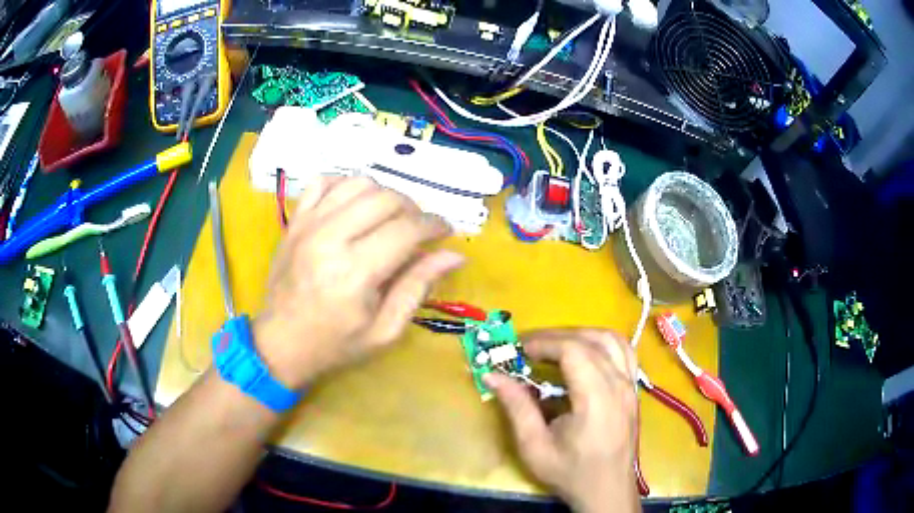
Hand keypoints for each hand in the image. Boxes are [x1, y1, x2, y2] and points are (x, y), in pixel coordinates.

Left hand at [254, 176, 462, 389]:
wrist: (282, 342)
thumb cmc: (336, 343)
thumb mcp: (385, 330)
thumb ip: (418, 287)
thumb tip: (454, 256)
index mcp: (355, 272)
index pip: (407, 229)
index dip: (434, 225)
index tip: (445, 231)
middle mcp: (331, 238)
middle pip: (386, 198)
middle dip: (413, 208)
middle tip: (418, 229)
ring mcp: (308, 224)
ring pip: (358, 183)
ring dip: (383, 194)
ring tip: (389, 217)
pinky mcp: (295, 221)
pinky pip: (323, 181)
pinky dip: (345, 184)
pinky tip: (354, 204)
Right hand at [484, 330, 639, 512]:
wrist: (607, 490)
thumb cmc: (570, 472)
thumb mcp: (534, 447)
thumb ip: (516, 407)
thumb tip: (492, 375)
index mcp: (597, 399)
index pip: (574, 351)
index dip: (544, 342)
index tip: (519, 350)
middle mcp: (619, 385)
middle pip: (591, 340)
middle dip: (557, 336)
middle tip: (529, 346)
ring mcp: (631, 385)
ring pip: (611, 339)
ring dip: (581, 334)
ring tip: (555, 346)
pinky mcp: (633, 390)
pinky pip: (624, 351)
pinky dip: (602, 342)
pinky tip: (585, 353)